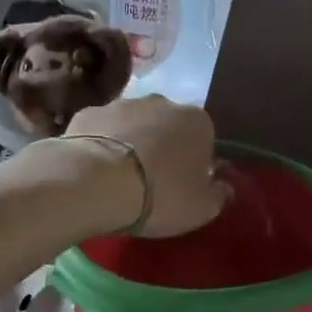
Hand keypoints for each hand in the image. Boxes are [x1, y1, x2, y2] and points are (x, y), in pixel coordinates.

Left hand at [65, 97, 227, 237]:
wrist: (96, 183)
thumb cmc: (161, 196)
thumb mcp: (202, 208)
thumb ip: (219, 194)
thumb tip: (224, 186)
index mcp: (197, 121)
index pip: (204, 138)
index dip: (196, 162)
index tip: (185, 185)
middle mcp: (162, 103)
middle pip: (167, 126)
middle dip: (162, 147)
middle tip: (152, 183)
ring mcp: (122, 104)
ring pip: (132, 124)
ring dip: (130, 143)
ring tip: (119, 179)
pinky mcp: (87, 113)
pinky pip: (100, 130)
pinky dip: (99, 144)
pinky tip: (94, 171)